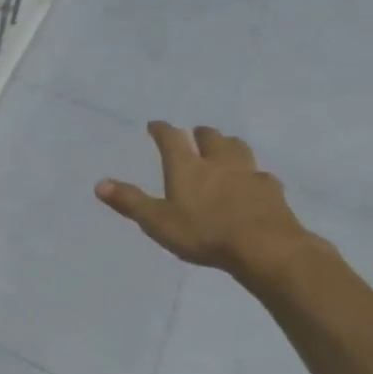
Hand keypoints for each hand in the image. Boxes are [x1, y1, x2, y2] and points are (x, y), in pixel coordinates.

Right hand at [95, 123, 315, 279]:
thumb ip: (130, 202)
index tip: (155, 125)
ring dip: (229, 145)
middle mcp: (218, 162)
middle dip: (200, 134)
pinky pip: (262, 175)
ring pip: (239, 148)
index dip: (161, 129)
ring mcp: (249, 174)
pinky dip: (254, 175)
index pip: (171, 138)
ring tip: (225, 149)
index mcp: (187, 167)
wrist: (266, 249)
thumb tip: (99, 184)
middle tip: (194, 135)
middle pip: (210, 137)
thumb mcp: (158, 221)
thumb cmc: (205, 233)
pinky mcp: (273, 192)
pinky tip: (255, 183)